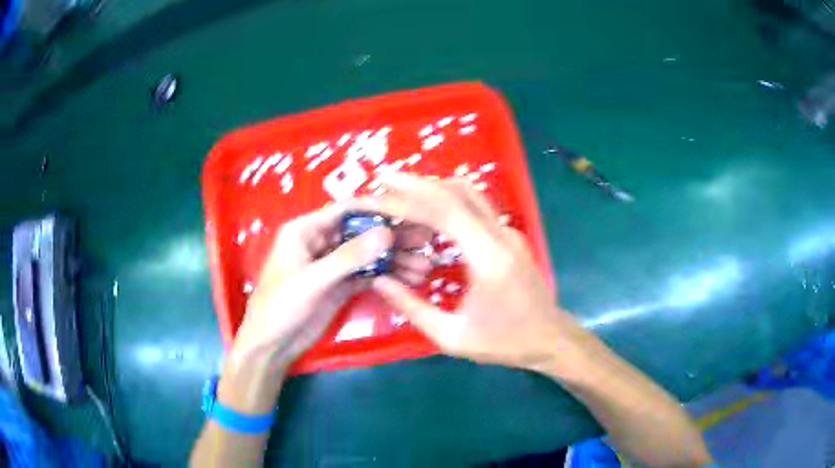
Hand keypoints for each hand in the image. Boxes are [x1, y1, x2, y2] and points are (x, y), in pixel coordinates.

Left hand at [229, 202, 432, 374]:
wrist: (272, 345)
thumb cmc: (280, 306)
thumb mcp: (312, 280)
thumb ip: (348, 258)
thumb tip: (387, 233)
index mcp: (306, 230)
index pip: (347, 210)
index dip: (378, 210)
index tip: (411, 214)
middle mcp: (322, 242)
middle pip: (362, 233)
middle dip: (393, 238)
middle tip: (426, 242)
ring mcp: (333, 265)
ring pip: (369, 255)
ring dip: (395, 259)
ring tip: (424, 267)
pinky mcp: (340, 285)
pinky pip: (367, 274)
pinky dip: (387, 276)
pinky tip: (410, 279)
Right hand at [360, 173, 583, 371]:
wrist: (550, 338)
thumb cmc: (503, 342)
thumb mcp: (453, 336)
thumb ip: (413, 308)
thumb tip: (380, 280)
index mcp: (489, 259)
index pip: (446, 212)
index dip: (409, 198)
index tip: (380, 191)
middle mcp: (502, 236)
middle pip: (458, 192)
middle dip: (418, 184)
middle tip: (385, 182)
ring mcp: (509, 232)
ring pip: (470, 194)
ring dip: (434, 189)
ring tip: (402, 193)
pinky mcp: (510, 235)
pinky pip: (477, 207)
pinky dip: (449, 202)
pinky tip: (429, 211)